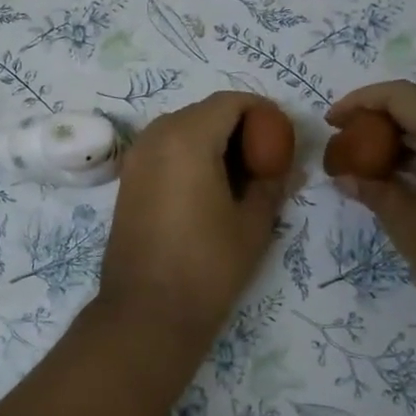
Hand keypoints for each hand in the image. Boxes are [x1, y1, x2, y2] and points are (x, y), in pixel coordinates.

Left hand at [98, 92, 290, 337]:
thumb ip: (272, 183)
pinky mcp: (129, 178)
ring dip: (214, 140)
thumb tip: (287, 167)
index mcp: (187, 137)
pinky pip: (165, 148)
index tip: (282, 139)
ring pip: (183, 128)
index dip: (262, 112)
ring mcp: (137, 156)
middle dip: (239, 126)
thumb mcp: (253, 223)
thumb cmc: (207, 265)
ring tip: (240, 177)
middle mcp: (156, 136)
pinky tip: (210, 189)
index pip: (231, 102)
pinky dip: (190, 154)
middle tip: (266, 159)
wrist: (146, 313)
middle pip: (205, 112)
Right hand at [326, 81, 415, 320]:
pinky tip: (403, 181)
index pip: (401, 95)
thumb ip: (374, 192)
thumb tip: (345, 177)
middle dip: (379, 119)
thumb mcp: (409, 225)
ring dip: (403, 139)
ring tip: (368, 163)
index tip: (332, 123)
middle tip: (347, 142)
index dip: (360, 101)